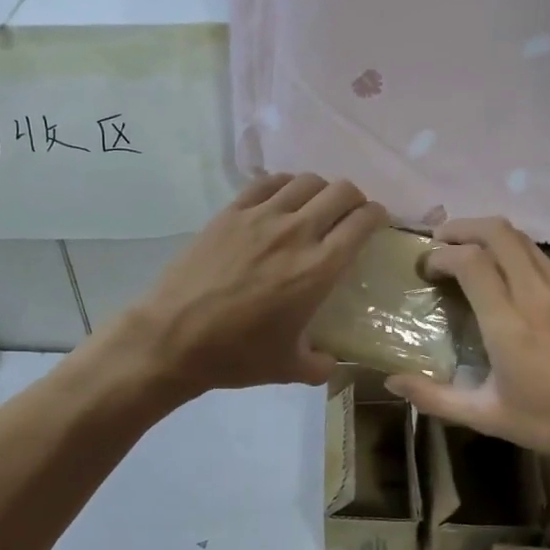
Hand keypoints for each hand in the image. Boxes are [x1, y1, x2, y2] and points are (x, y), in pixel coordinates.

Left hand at [120, 174, 387, 398]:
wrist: (172, 337)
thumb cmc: (235, 355)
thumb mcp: (289, 369)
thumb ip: (321, 364)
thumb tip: (333, 361)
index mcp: (319, 268)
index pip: (362, 221)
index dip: (378, 216)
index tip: (377, 224)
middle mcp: (296, 232)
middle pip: (341, 191)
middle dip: (354, 199)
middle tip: (350, 217)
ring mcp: (259, 217)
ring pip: (306, 181)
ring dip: (320, 190)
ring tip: (315, 208)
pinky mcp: (229, 212)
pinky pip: (267, 182)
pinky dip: (284, 185)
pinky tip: (281, 201)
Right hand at [384, 218, 549, 489]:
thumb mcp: (489, 417)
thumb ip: (436, 398)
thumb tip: (392, 383)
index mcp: (509, 323)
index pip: (470, 261)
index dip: (441, 255)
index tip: (425, 268)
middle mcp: (537, 295)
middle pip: (498, 232)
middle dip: (462, 227)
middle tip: (440, 242)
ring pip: (524, 240)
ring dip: (490, 237)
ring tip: (470, 253)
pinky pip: (544, 261)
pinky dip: (517, 257)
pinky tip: (511, 282)